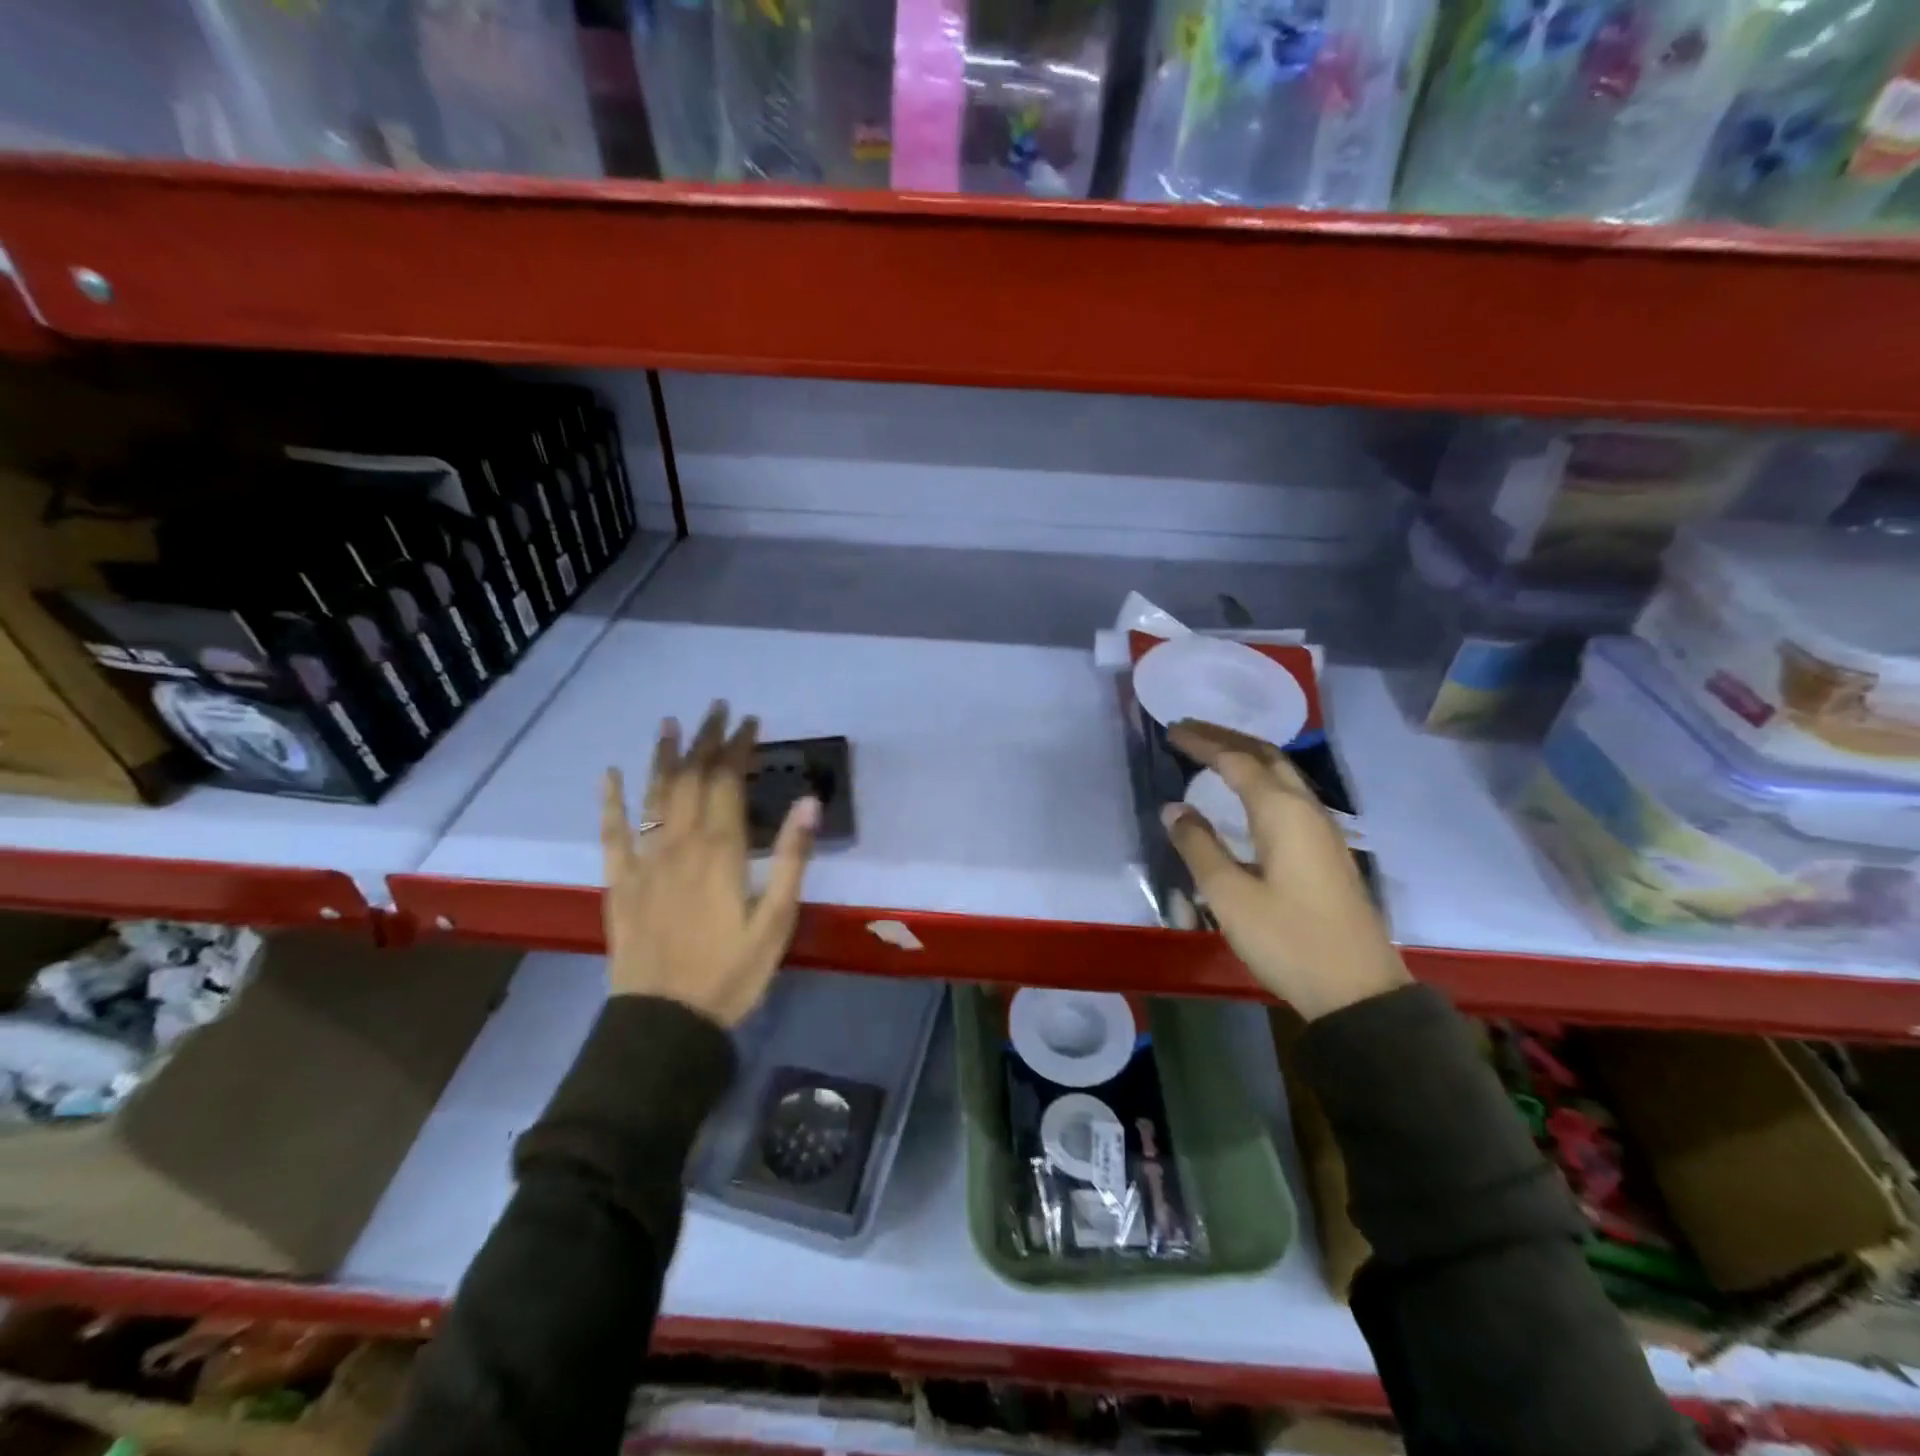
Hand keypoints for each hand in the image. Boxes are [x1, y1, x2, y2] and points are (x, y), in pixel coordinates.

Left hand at [601, 702, 818, 1026]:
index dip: (738, 748)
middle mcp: (679, 843)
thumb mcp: (777, 919)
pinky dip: (610, 802)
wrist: (666, 1022)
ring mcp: (644, 861)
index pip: (728, 782)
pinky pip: (611, 834)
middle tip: (716, 710)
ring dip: (663, 756)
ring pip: (654, 796)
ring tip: (671, 723)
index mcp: (720, 850)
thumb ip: (791, 857)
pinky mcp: (619, 883)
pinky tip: (610, 776)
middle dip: (705, 741)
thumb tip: (809, 802)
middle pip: (692, 779)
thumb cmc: (732, 972)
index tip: (749, 722)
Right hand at [1161, 719, 1409, 1020]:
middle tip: (1189, 730)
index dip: (1202, 743)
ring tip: (1213, 751)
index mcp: (1282, 813)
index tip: (1171, 730)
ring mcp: (1323, 829)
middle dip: (1226, 737)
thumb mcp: (1229, 896)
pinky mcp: (1326, 849)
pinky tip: (1247, 792)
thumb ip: (1198, 846)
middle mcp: (1306, 809)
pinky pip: (1289, 793)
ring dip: (1246, 754)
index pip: (1236, 761)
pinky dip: (1261, 777)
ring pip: (1282, 773)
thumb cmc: (1288, 940)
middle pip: (1266, 755)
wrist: (1358, 989)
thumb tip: (1174, 808)